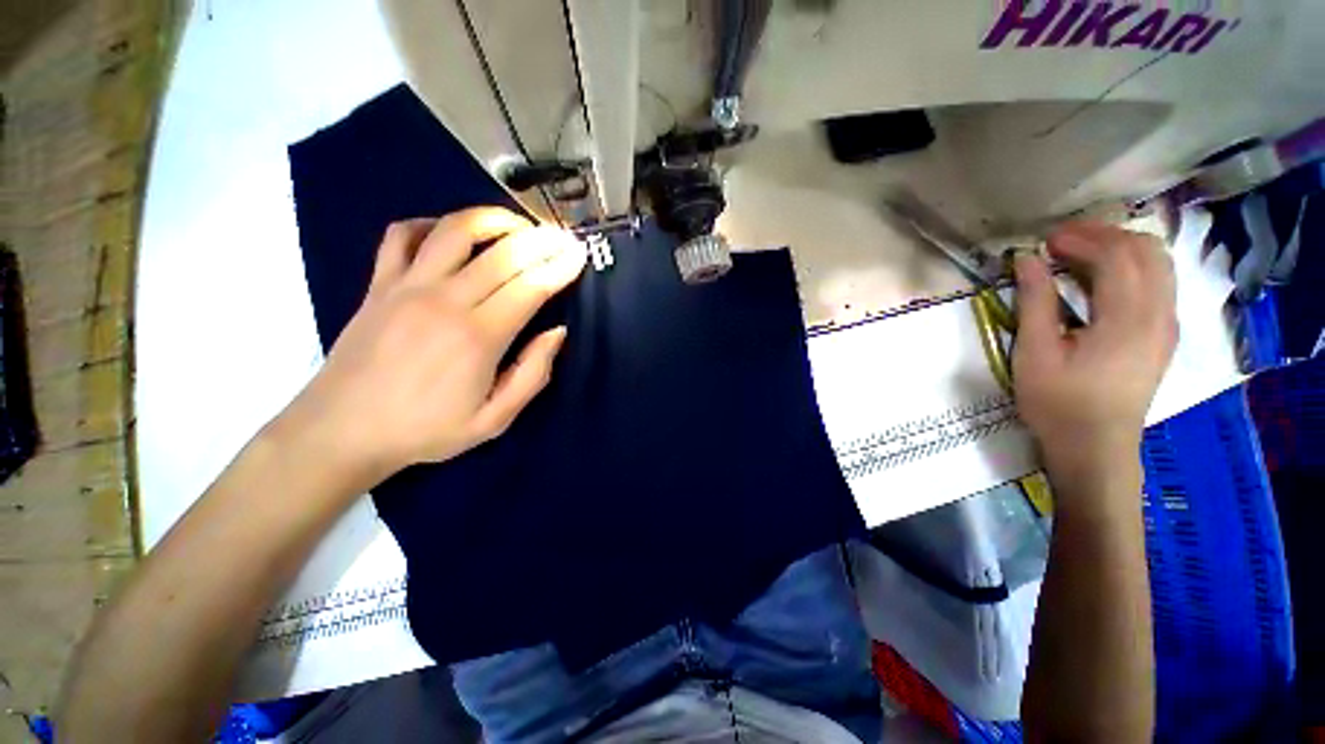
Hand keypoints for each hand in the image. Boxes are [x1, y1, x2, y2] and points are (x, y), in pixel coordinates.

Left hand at [278, 207, 585, 488]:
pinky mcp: (379, 283)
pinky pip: (402, 235)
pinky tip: (450, 233)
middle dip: (540, 240)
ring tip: (517, 225)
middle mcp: (446, 301)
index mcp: (479, 337)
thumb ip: (532, 374)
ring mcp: (407, 286)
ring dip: (493, 219)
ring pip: (455, 231)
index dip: (559, 268)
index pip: (530, 287)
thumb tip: (557, 332)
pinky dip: (430, 224)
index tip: (578, 255)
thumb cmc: (426, 430)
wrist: (343, 431)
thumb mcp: (494, 419)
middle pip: (502, 254)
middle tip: (561, 237)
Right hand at [1012, 222, 1176, 475]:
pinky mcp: (1165, 336)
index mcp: (1127, 319)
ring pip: (1159, 264)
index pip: (1117, 256)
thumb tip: (1027, 260)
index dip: (1081, 239)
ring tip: (1080, 255)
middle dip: (1104, 236)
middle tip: (1061, 243)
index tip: (1045, 242)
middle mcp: (1159, 315)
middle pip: (1146, 251)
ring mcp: (1168, 325)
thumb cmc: (1058, 402)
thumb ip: (1035, 302)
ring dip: (1121, 248)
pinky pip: (1160, 283)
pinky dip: (1133, 268)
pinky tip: (1103, 279)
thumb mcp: (1035, 353)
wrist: (1095, 446)